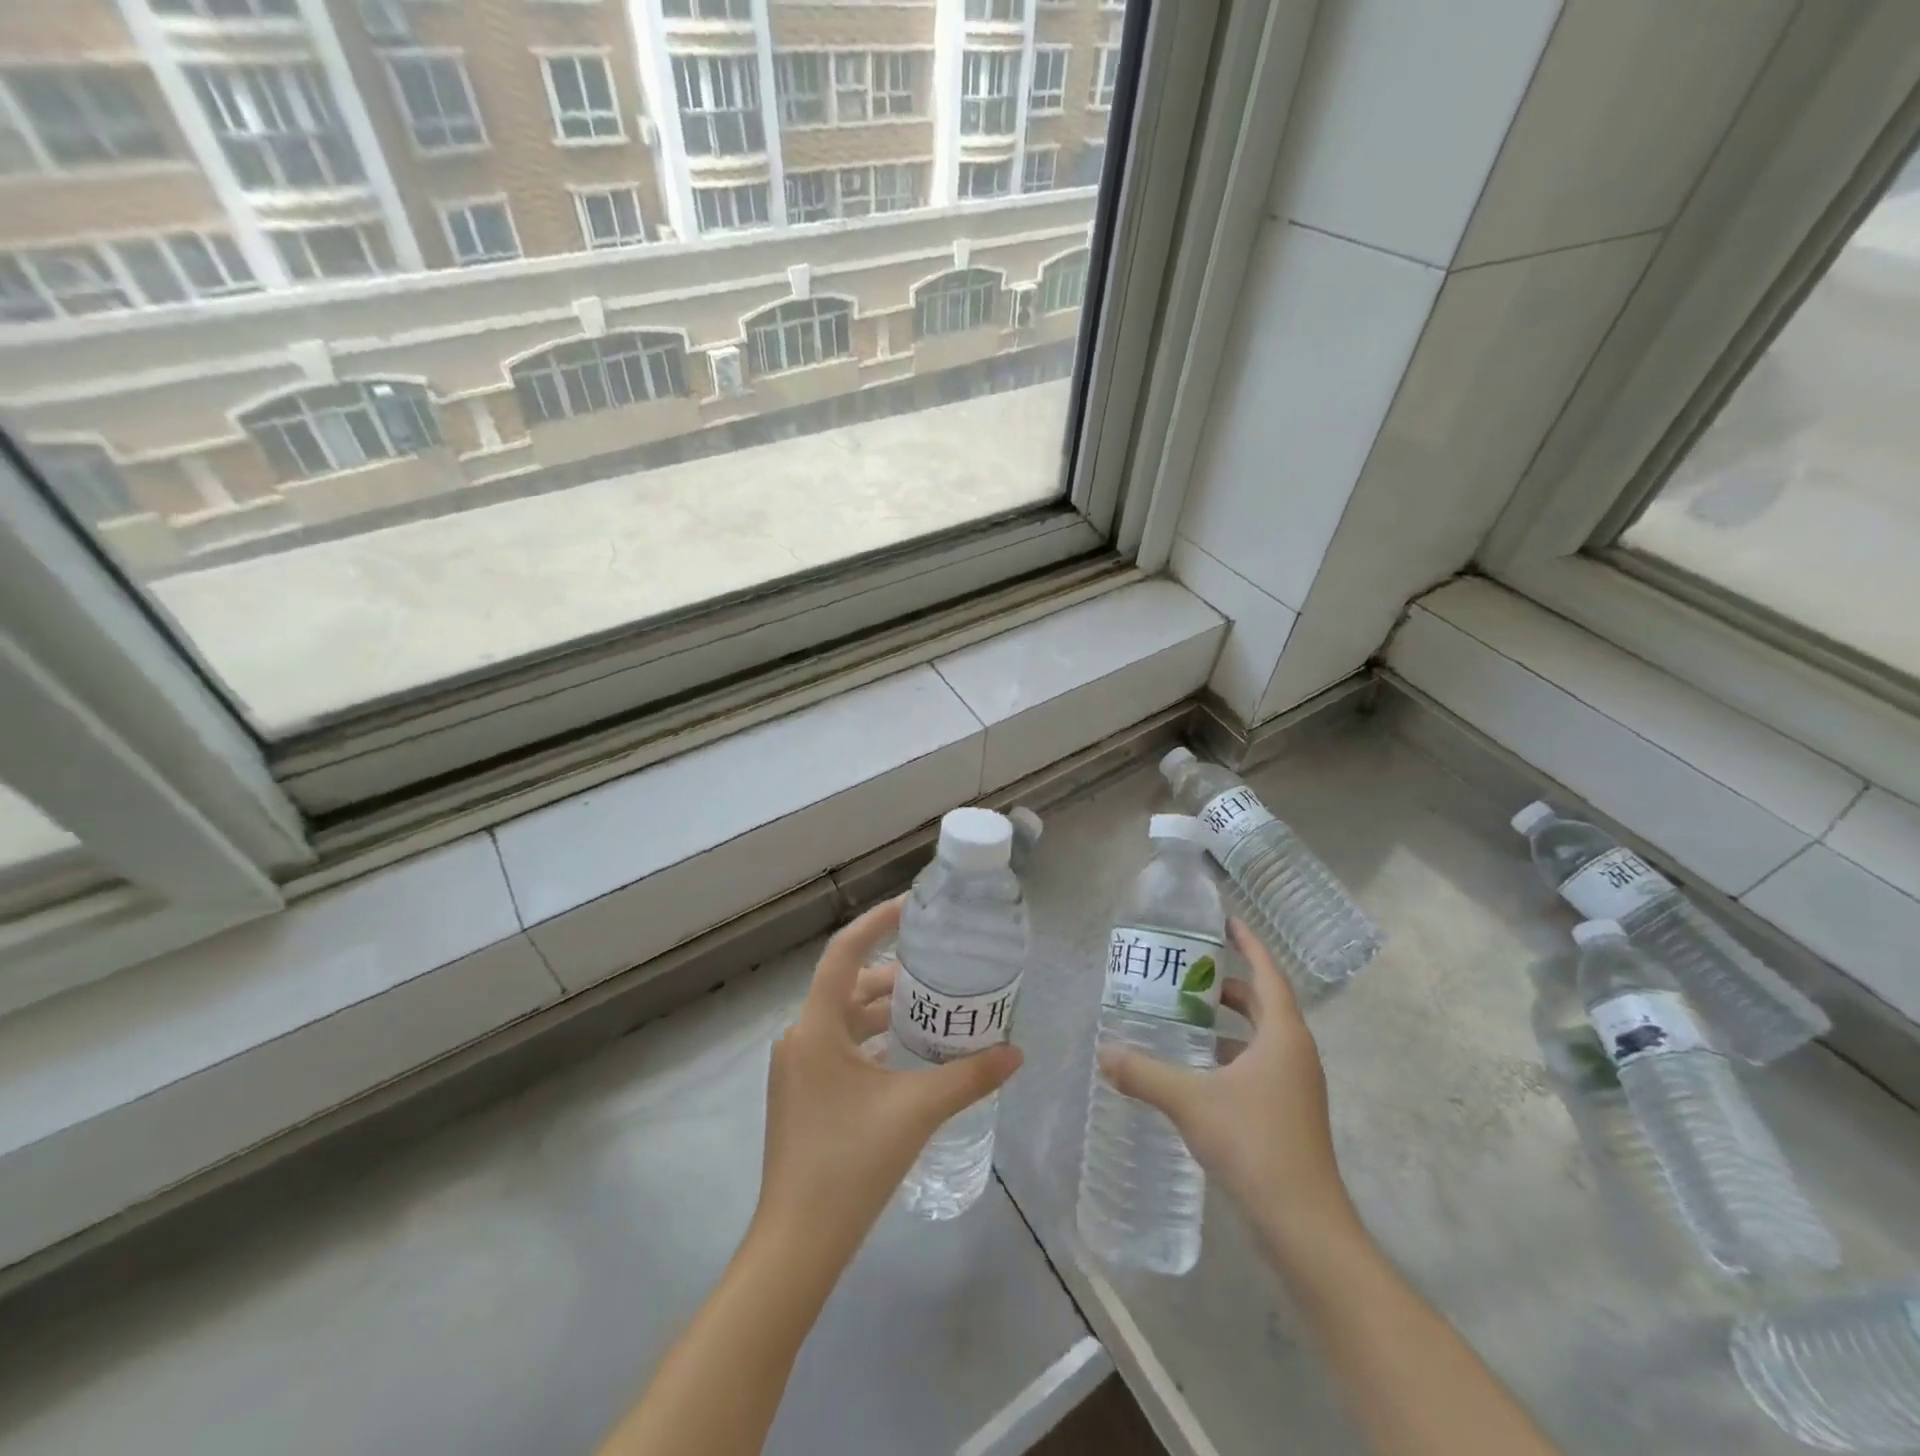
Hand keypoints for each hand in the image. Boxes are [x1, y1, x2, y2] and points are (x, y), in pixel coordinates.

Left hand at [755, 896, 1022, 1264]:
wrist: (797, 1246)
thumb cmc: (850, 1165)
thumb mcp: (916, 1111)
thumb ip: (969, 1077)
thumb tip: (1016, 1052)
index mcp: (816, 1028)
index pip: (844, 952)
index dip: (878, 922)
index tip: (914, 907)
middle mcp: (800, 1038)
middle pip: (849, 987)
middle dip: (894, 975)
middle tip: (941, 967)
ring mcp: (798, 1069)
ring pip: (845, 1019)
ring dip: (885, 1010)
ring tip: (934, 1007)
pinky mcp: (803, 1095)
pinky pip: (840, 1048)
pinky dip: (873, 1040)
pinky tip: (908, 1052)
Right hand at [1097, 917, 1356, 1262]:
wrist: (1304, 1225)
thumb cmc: (1254, 1144)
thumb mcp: (1190, 1101)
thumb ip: (1144, 1074)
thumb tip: (1104, 1052)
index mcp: (1283, 1036)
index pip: (1267, 973)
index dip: (1249, 944)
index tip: (1225, 921)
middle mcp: (1295, 1054)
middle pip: (1263, 1004)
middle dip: (1228, 986)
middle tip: (1187, 976)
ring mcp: (1296, 1087)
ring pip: (1261, 1039)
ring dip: (1228, 1024)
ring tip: (1184, 1020)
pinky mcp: (1289, 1115)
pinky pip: (1259, 1067)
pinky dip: (1230, 1057)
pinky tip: (1197, 1073)